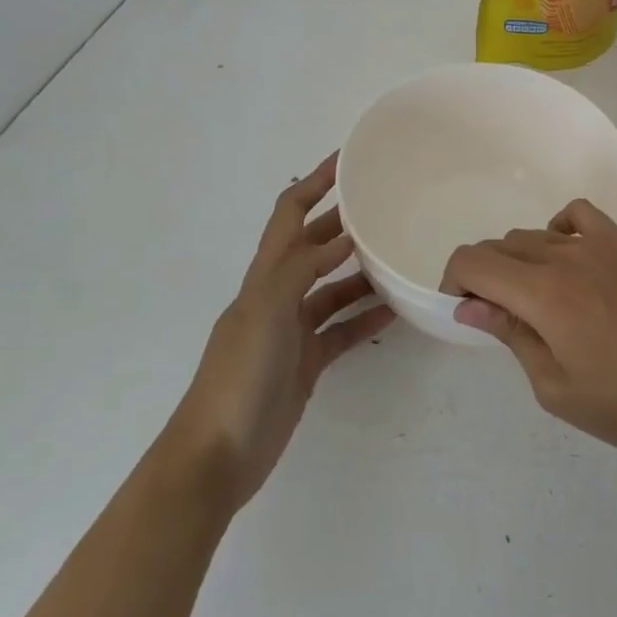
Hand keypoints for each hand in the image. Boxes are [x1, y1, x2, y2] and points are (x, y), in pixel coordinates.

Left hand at [165, 154, 394, 511]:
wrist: (217, 457)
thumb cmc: (238, 375)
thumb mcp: (266, 311)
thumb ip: (302, 269)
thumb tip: (344, 237)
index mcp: (265, 276)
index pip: (289, 214)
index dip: (314, 182)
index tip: (348, 159)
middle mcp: (278, 294)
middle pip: (314, 246)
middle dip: (344, 222)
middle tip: (386, 205)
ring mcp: (293, 330)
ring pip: (333, 288)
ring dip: (362, 271)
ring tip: (399, 256)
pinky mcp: (307, 363)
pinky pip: (342, 330)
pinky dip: (366, 318)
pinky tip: (396, 311)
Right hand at [443, 199, 616, 457]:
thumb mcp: (556, 388)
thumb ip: (510, 335)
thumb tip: (468, 304)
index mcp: (542, 295)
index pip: (473, 261)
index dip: (455, 281)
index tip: (464, 312)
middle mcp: (563, 257)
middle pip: (498, 246)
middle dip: (483, 276)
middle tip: (499, 318)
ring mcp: (596, 245)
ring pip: (531, 235)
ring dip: (516, 261)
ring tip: (534, 301)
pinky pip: (577, 214)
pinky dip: (558, 228)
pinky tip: (565, 259)